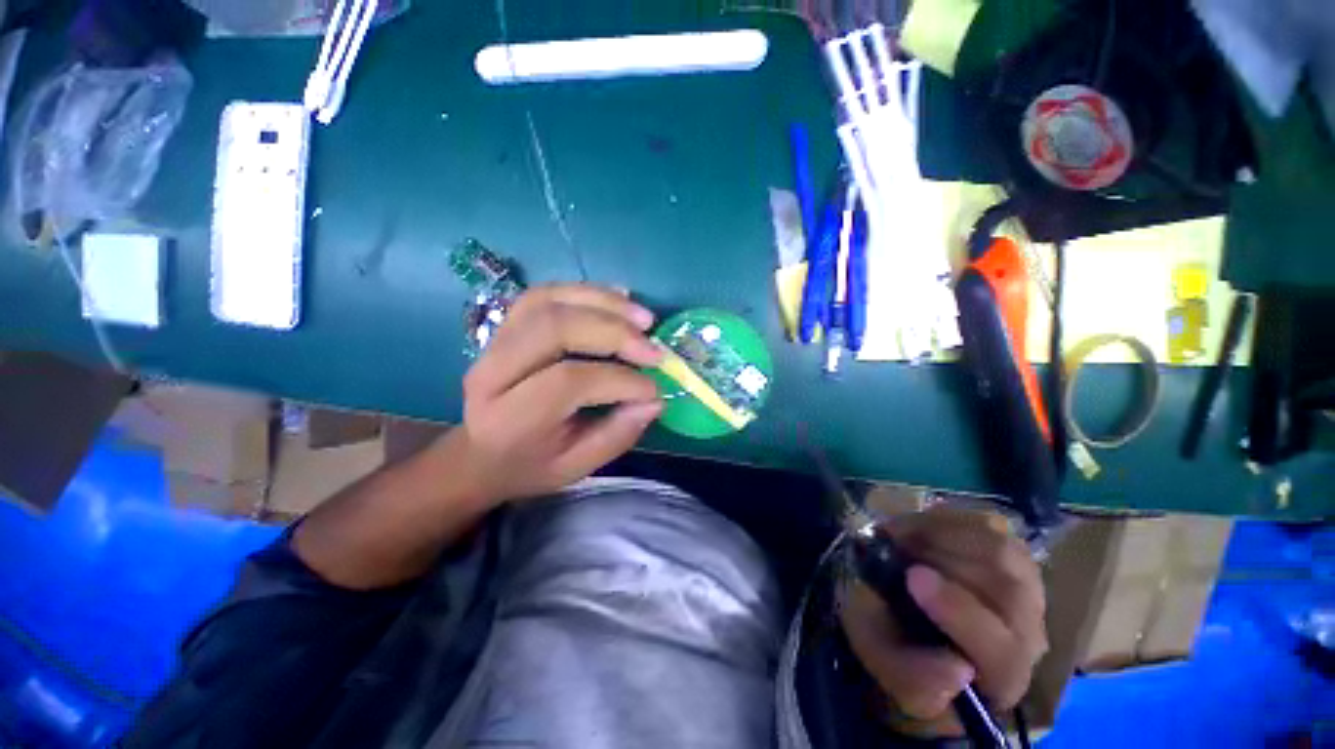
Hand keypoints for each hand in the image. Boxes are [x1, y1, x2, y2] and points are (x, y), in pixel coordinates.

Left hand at [445, 284, 665, 505]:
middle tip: (654, 349)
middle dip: (615, 333)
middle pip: (555, 328)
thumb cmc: (531, 464)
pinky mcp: (506, 324)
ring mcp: (495, 341)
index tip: (653, 389)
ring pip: (549, 301)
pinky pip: (545, 294)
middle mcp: (494, 371)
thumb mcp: (576, 467)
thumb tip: (655, 400)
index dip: (620, 380)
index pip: (568, 381)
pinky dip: (586, 292)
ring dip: (604, 303)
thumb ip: (617, 435)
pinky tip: (619, 298)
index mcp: (511, 417)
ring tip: (644, 318)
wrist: (480, 453)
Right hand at [840, 507, 1047, 737]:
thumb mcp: (887, 664)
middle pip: (1007, 590)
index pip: (1003, 651)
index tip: (912, 577)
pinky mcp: (1012, 552)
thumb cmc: (899, 645)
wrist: (912, 617)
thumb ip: (911, 677)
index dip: (959, 613)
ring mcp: (1026, 587)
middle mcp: (1028, 633)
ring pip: (1001, 551)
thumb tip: (956, 669)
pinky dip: (948, 519)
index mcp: (1000, 676)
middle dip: (943, 561)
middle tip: (896, 549)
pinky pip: (989, 525)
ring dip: (943, 536)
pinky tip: (920, 527)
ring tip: (906, 537)